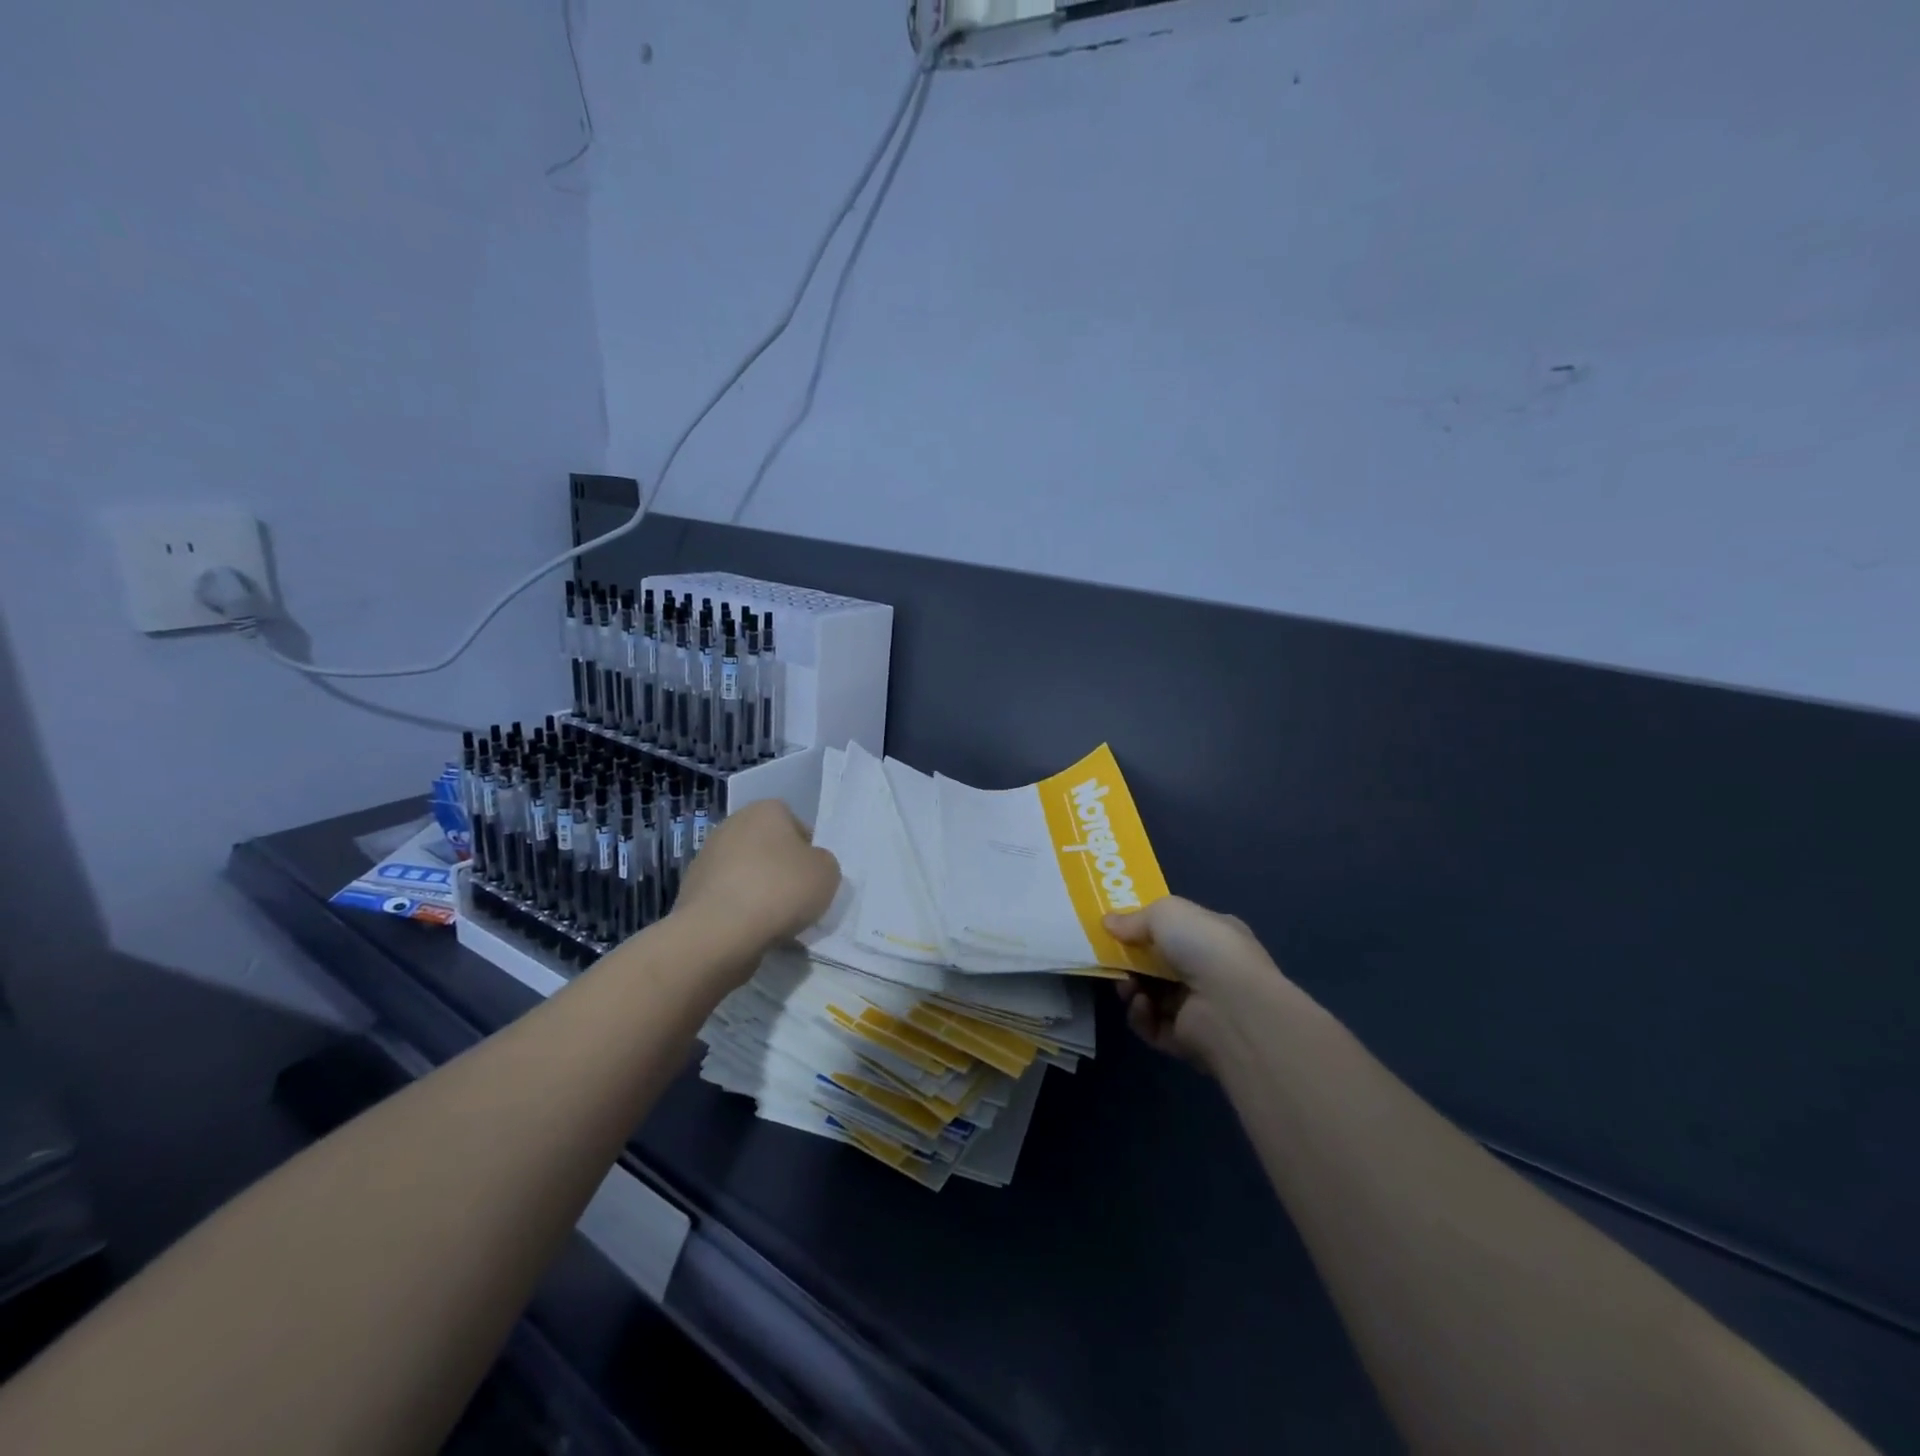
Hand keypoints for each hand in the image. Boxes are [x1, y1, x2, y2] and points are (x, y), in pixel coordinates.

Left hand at [673, 800, 839, 960]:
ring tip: (775, 923)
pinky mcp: (691, 890)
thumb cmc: (780, 889)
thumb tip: (809, 868)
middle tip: (797, 901)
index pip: (797, 827)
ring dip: (759, 893)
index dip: (809, 853)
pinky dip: (739, 912)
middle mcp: (732, 825)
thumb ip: (823, 863)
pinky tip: (751, 932)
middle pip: (769, 850)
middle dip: (781, 872)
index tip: (814, 879)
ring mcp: (707, 857)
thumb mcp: (827, 873)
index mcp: (766, 810)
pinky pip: (728, 899)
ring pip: (747, 875)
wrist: (718, 931)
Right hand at [1103, 897, 1290, 1069]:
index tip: (1118, 929)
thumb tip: (1108, 923)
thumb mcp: (1167, 913)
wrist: (1232, 1007)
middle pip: (1160, 964)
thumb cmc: (1204, 947)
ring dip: (1132, 988)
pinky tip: (1142, 1005)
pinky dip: (1141, 1016)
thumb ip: (1135, 917)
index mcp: (1214, 936)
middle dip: (1133, 961)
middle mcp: (1210, 971)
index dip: (1148, 928)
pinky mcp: (1187, 1041)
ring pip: (1153, 996)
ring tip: (1127, 986)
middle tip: (1113, 959)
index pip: (1179, 930)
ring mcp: (1200, 1008)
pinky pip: (1153, 1026)